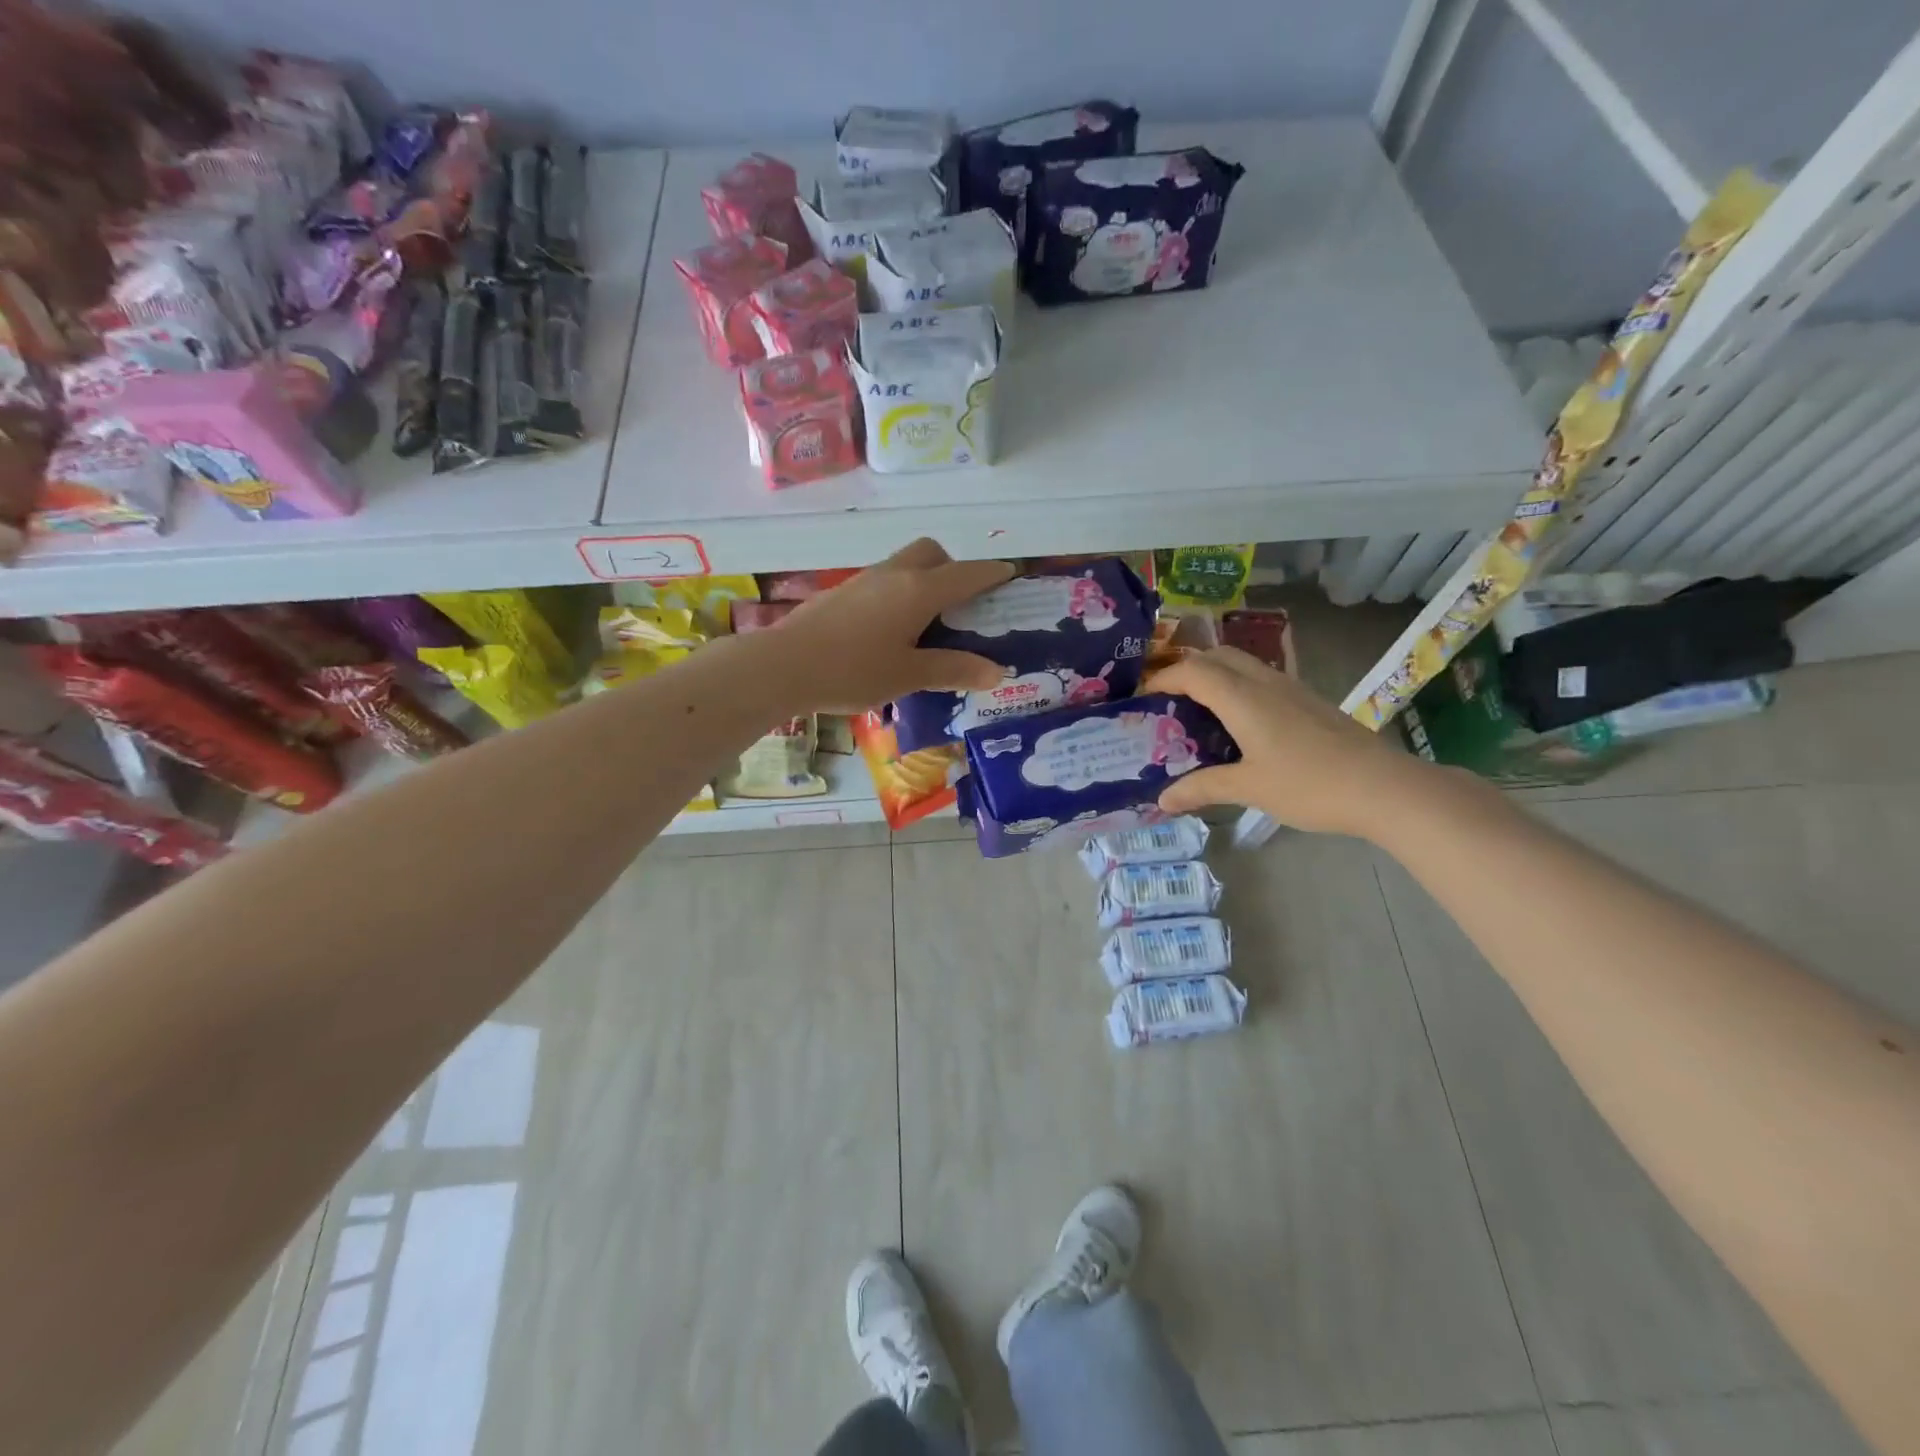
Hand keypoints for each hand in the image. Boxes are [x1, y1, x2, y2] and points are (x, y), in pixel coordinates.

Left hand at [772, 539, 1014, 711]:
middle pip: (932, 553)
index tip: (1011, 574)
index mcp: (918, 590)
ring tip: (928, 623)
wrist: (783, 666)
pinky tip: (891, 631)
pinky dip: (899, 593)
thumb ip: (953, 669)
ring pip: (905, 565)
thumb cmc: (852, 671)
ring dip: (924, 580)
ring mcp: (864, 580)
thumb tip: (996, 671)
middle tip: (961, 606)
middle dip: (954, 569)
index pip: (967, 573)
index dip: (993, 573)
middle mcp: (893, 574)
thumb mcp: (909, 675)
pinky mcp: (842, 593)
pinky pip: (883, 581)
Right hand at [1148, 646, 1431, 838]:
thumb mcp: (1249, 788)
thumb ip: (1202, 787)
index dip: (1163, 678)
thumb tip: (1162, 800)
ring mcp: (1290, 689)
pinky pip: (1261, 679)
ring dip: (1214, 676)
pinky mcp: (1308, 701)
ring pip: (1242, 664)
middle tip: (1167, 699)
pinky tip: (1238, 724)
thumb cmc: (1309, 784)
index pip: (1192, 670)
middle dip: (1186, 668)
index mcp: (1243, 698)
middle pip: (1217, 655)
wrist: (1383, 787)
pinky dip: (1237, 688)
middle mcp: (1264, 682)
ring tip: (1197, 711)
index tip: (1142, 697)